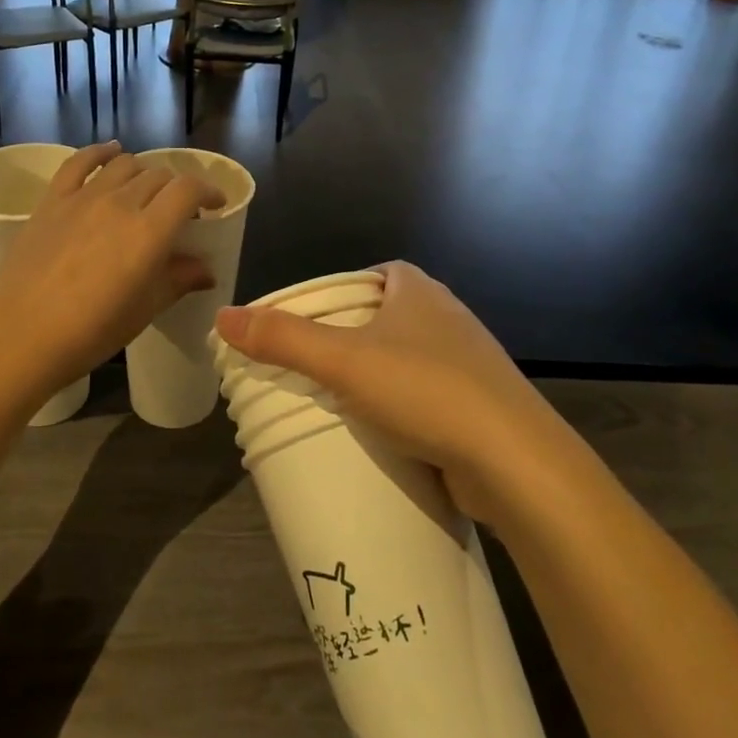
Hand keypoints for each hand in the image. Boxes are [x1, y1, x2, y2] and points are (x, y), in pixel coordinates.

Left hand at [0, 142, 224, 393]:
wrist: (21, 335)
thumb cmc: (91, 331)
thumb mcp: (145, 309)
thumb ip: (178, 280)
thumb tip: (206, 270)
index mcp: (149, 231)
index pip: (188, 189)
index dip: (207, 190)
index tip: (215, 204)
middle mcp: (120, 203)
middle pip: (158, 176)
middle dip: (176, 188)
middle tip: (177, 211)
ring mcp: (83, 198)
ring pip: (124, 165)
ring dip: (143, 172)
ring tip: (145, 190)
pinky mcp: (52, 201)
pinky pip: (78, 162)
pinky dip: (99, 152)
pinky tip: (110, 153)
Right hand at [214, 263, 558, 520]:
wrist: (515, 462)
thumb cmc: (425, 391)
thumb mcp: (343, 361)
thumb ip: (282, 338)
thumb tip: (222, 317)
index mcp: (419, 290)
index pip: (374, 275)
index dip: (341, 292)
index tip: (311, 323)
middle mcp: (448, 316)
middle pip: (388, 317)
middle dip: (354, 339)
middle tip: (314, 367)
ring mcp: (470, 362)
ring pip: (410, 359)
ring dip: (379, 376)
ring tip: (340, 402)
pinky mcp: (481, 405)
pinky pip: (430, 395)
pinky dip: (406, 408)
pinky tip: (385, 433)